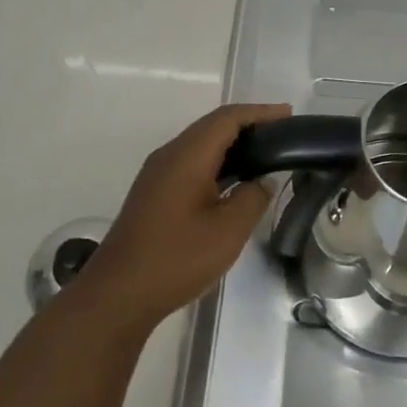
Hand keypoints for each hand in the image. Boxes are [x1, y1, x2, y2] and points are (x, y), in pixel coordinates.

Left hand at [81, 102, 290, 334]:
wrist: (118, 293)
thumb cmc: (176, 259)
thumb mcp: (228, 231)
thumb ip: (252, 198)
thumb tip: (262, 182)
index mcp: (186, 156)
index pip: (227, 118)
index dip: (260, 112)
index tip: (288, 115)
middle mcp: (169, 156)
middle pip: (212, 126)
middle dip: (248, 124)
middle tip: (282, 134)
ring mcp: (157, 174)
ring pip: (200, 144)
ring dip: (232, 143)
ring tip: (265, 153)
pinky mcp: (154, 193)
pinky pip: (191, 162)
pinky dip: (217, 161)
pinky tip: (234, 180)